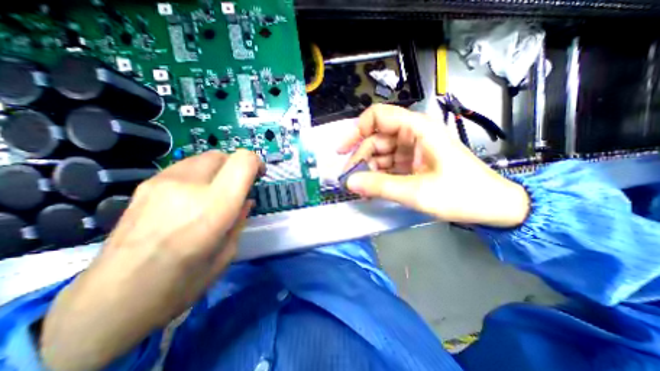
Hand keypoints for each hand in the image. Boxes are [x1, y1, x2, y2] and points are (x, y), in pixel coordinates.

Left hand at [39, 150, 263, 369]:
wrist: (110, 302)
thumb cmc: (182, 283)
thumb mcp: (227, 253)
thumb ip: (240, 219)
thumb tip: (245, 201)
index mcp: (215, 206)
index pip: (243, 161)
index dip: (256, 163)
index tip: (259, 176)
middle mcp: (188, 186)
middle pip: (224, 155)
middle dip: (237, 167)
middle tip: (238, 187)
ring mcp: (162, 182)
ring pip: (204, 158)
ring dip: (219, 170)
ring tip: (215, 193)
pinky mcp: (145, 185)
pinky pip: (185, 167)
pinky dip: (199, 175)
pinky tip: (192, 197)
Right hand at [340, 102, 528, 226]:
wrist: (493, 207)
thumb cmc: (461, 195)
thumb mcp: (417, 192)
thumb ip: (380, 186)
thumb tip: (349, 183)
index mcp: (417, 129)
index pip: (378, 116)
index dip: (356, 130)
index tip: (342, 151)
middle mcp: (412, 135)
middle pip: (375, 138)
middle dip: (360, 157)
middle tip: (348, 179)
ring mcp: (412, 150)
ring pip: (380, 153)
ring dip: (367, 169)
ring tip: (359, 188)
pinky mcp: (412, 163)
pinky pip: (388, 165)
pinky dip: (378, 176)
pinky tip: (371, 189)